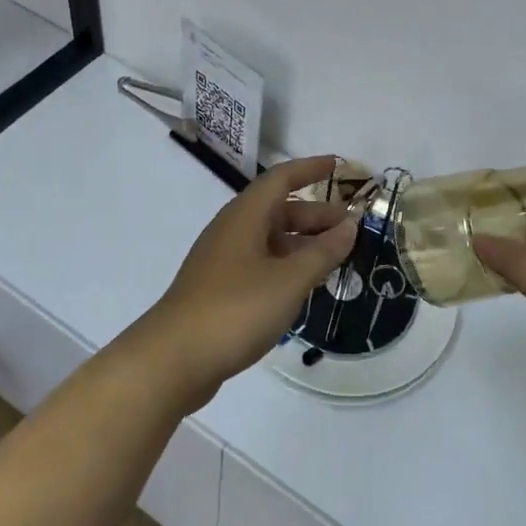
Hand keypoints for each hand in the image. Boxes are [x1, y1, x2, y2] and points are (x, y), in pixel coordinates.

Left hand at [125, 155, 358, 411]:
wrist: (173, 359)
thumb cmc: (235, 310)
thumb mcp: (288, 280)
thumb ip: (323, 252)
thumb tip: (350, 226)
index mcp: (244, 216)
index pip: (281, 179)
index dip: (310, 169)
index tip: (339, 165)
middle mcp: (231, 230)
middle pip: (278, 210)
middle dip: (315, 214)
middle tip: (351, 228)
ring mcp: (222, 261)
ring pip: (270, 240)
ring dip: (303, 243)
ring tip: (335, 258)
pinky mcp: (219, 289)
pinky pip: (260, 264)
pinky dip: (286, 266)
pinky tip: (304, 286)